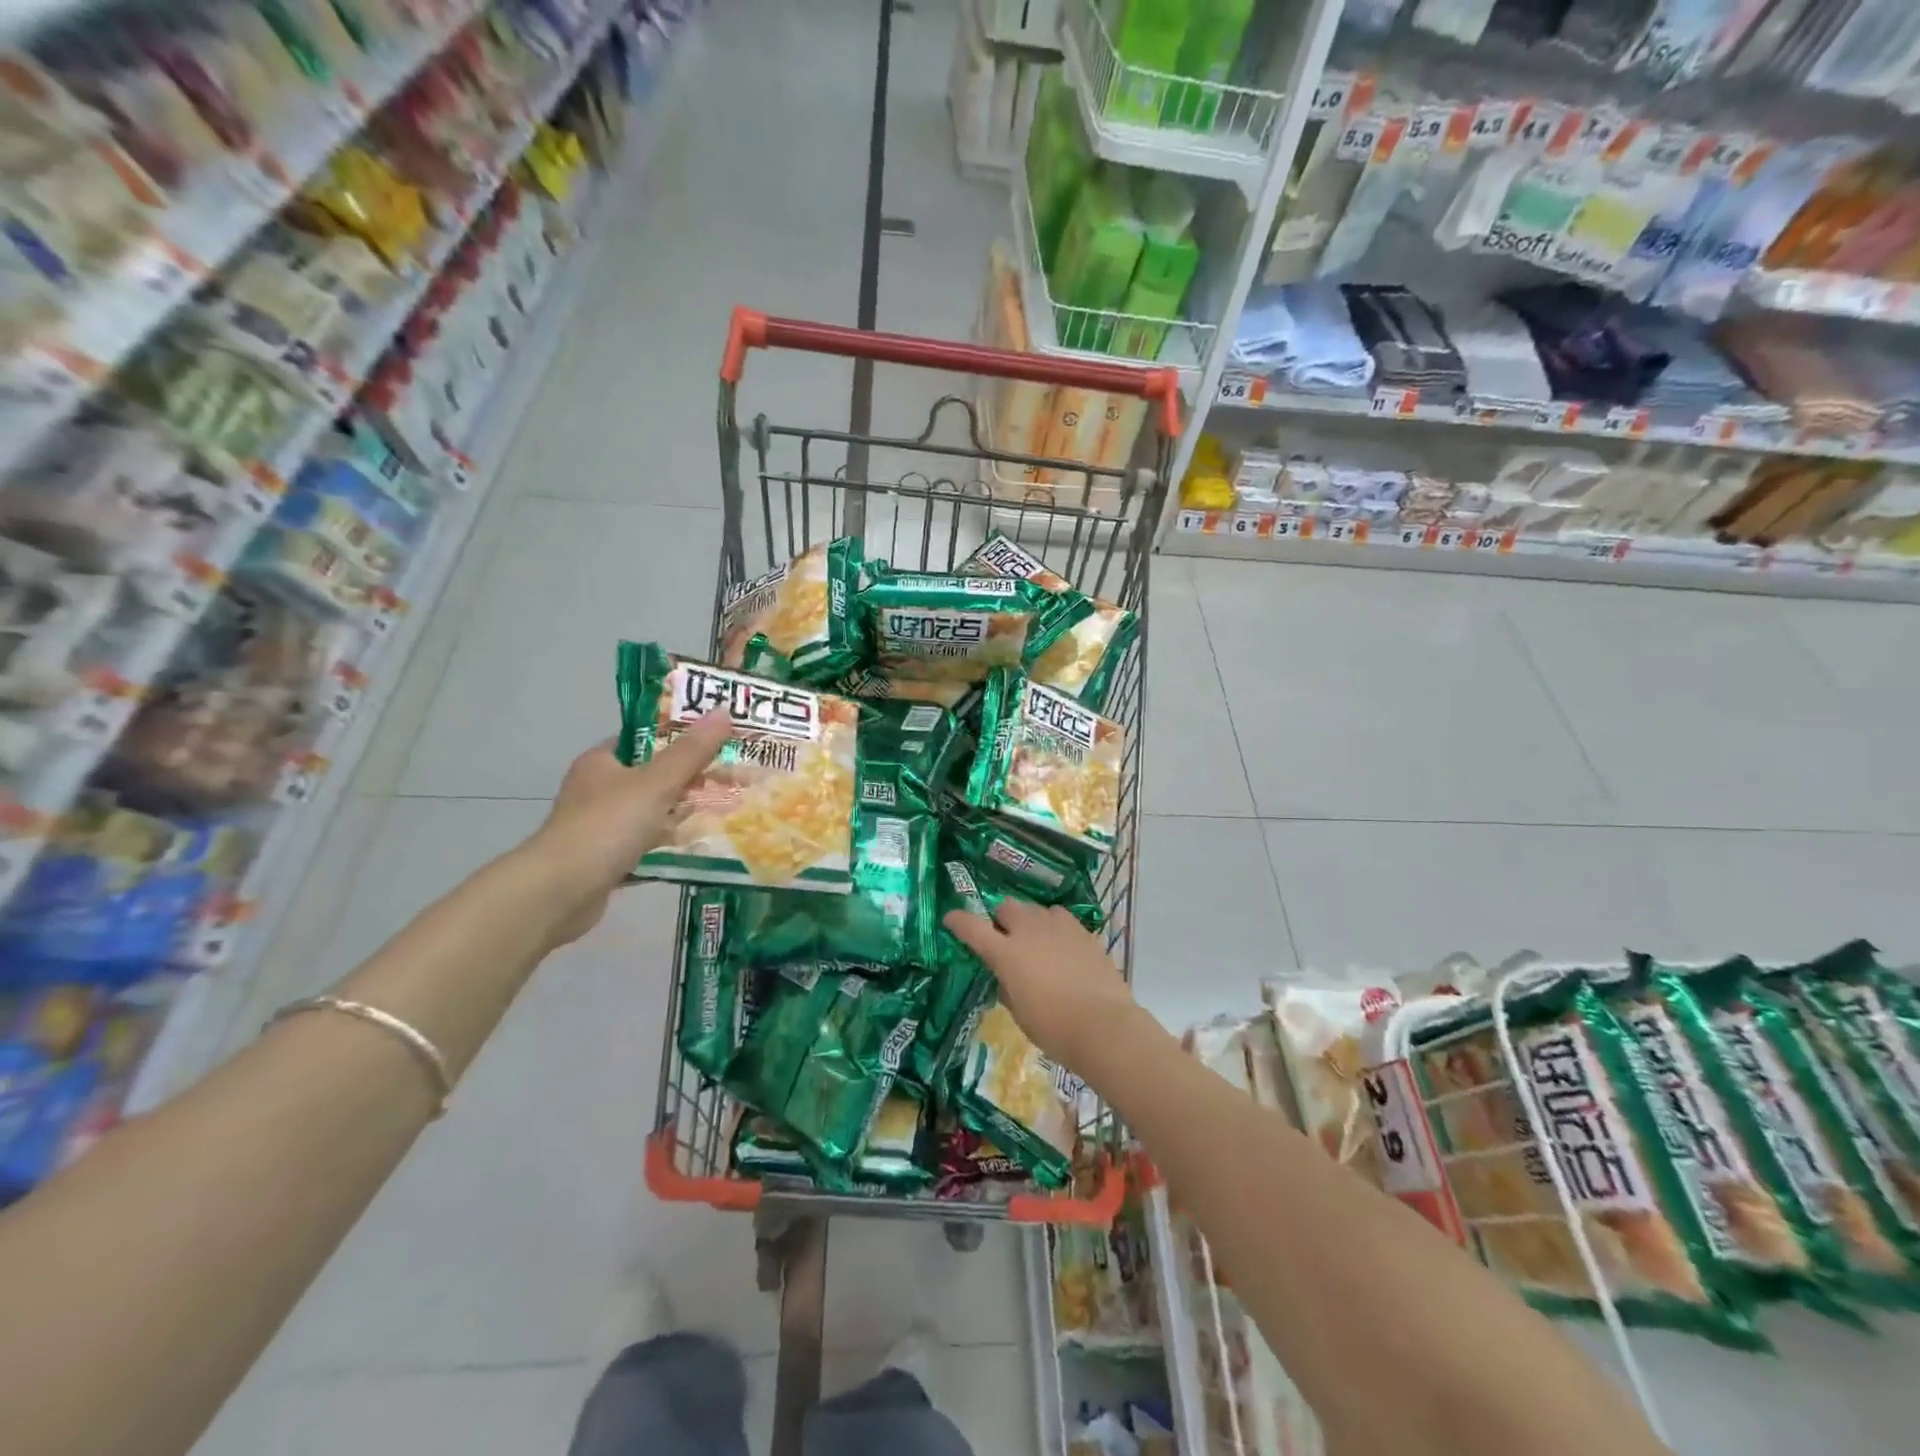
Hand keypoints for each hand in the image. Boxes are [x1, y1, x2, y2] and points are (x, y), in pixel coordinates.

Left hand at [522, 714, 730, 944]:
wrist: (559, 892)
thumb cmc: (606, 826)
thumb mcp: (655, 783)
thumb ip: (691, 752)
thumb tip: (723, 710)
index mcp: (601, 762)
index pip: (643, 738)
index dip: (679, 735)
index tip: (716, 739)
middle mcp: (597, 790)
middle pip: (652, 776)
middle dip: (689, 777)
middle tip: (731, 776)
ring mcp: (601, 826)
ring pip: (651, 811)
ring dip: (682, 812)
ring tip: (726, 809)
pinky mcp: (607, 858)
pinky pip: (647, 843)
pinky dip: (669, 844)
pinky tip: (700, 846)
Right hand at [942, 898, 1141, 1072]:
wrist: (1104, 1026)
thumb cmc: (1054, 1028)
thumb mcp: (1019, 1013)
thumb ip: (1007, 986)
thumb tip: (1006, 975)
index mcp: (1006, 953)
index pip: (972, 927)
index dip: (959, 921)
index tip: (951, 919)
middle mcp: (1030, 931)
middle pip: (1006, 907)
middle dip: (1000, 919)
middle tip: (1004, 939)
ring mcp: (1059, 927)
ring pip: (1035, 910)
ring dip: (1029, 921)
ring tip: (1036, 942)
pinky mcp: (1083, 931)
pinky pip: (1060, 919)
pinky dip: (1054, 928)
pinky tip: (1061, 947)